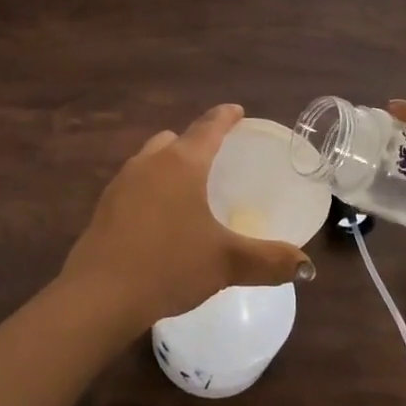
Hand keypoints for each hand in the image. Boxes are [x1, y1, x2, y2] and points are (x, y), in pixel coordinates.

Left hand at [60, 104, 314, 336]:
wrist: (99, 295)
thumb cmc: (169, 265)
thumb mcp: (226, 263)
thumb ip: (269, 261)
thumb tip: (305, 266)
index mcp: (182, 163)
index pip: (209, 127)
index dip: (225, 117)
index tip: (236, 110)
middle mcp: (150, 163)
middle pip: (175, 139)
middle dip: (195, 142)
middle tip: (214, 158)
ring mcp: (122, 183)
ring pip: (150, 160)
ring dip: (169, 165)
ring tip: (187, 189)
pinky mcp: (104, 207)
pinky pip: (134, 185)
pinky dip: (151, 189)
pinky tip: (159, 219)